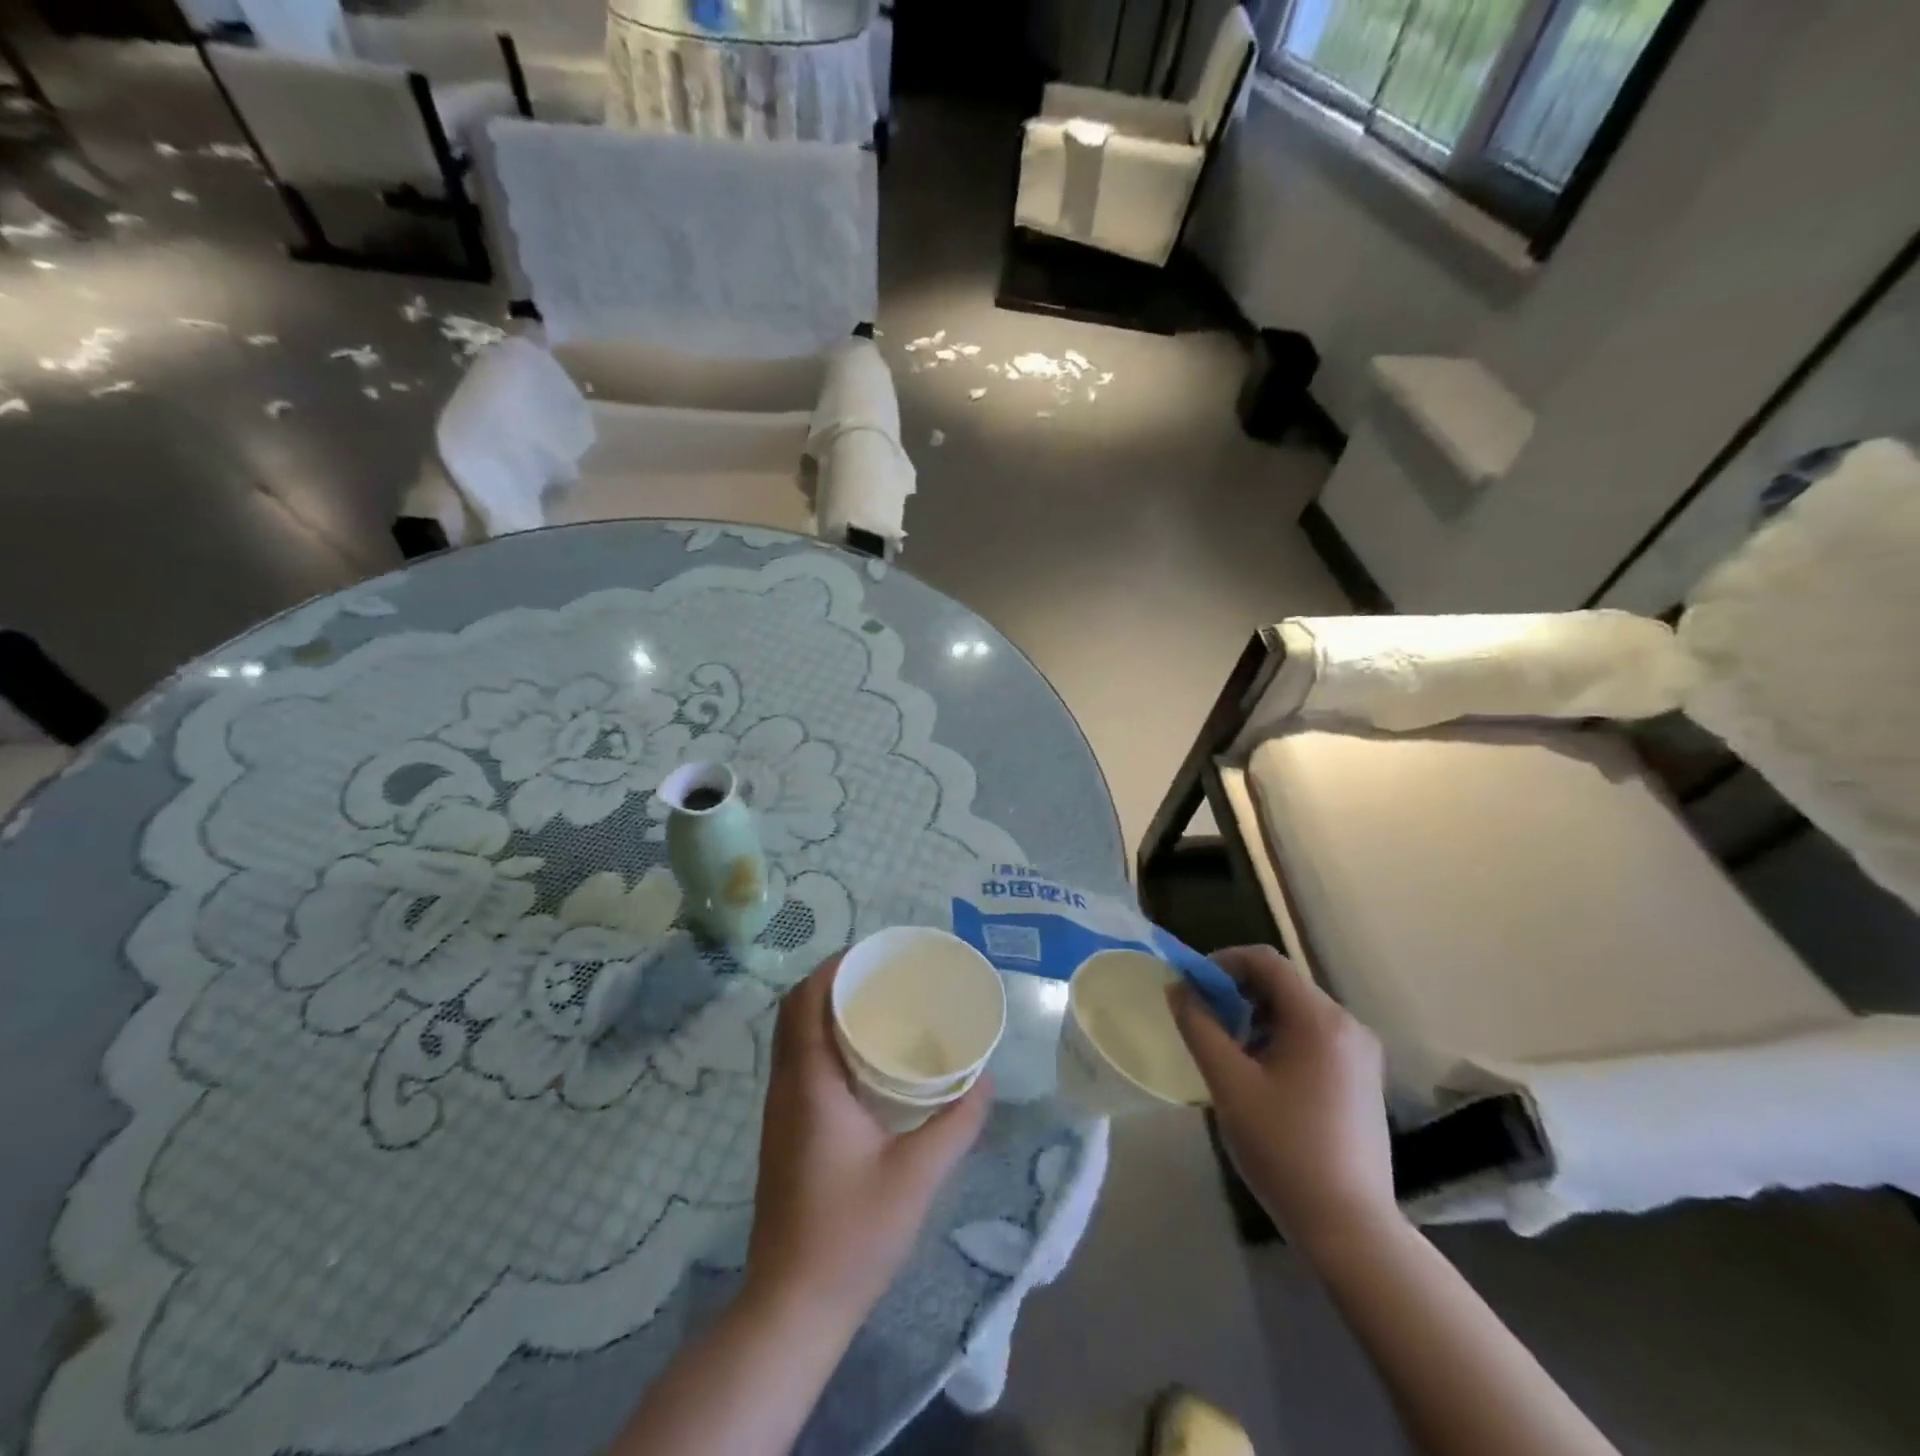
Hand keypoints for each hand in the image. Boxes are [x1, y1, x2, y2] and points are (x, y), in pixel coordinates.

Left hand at [746, 954, 990, 1326]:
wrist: (793, 1305)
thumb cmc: (852, 1235)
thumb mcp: (916, 1177)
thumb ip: (955, 1124)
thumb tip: (984, 1080)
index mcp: (810, 1085)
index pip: (805, 1002)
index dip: (832, 968)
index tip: (873, 955)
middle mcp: (786, 1087)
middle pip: (794, 1011)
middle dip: (832, 982)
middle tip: (881, 975)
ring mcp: (779, 1110)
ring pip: (793, 1036)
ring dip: (825, 1010)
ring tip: (876, 1004)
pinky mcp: (784, 1130)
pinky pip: (798, 1061)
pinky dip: (822, 1040)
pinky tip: (863, 1058)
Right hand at [1169, 945, 1396, 1253]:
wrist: (1350, 1228)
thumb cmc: (1284, 1149)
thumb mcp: (1229, 1084)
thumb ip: (1199, 1027)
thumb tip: (1178, 988)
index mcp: (1319, 1019)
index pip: (1266, 961)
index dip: (1223, 963)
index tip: (1193, 987)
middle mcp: (1348, 1024)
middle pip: (1283, 983)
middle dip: (1237, 992)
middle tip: (1205, 1020)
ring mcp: (1361, 1053)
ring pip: (1298, 1010)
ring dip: (1257, 1016)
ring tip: (1228, 1050)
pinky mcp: (1363, 1077)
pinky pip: (1315, 1035)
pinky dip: (1281, 1037)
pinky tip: (1261, 1074)